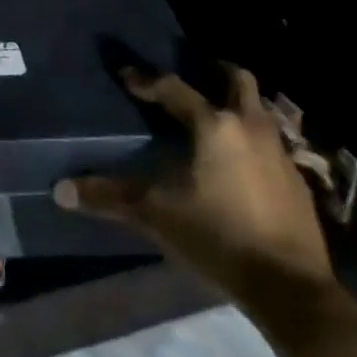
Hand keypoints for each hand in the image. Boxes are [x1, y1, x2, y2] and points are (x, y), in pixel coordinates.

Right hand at [54, 63, 336, 317]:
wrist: (291, 287)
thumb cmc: (218, 237)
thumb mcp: (156, 215)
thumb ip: (110, 197)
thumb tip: (60, 190)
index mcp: (214, 126)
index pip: (174, 88)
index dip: (146, 80)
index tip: (126, 74)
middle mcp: (250, 127)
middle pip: (237, 79)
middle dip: (215, 69)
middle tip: (194, 69)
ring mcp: (279, 152)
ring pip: (259, 109)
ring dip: (238, 103)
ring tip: (215, 111)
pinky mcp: (297, 180)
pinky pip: (271, 142)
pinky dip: (252, 138)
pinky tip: (240, 159)